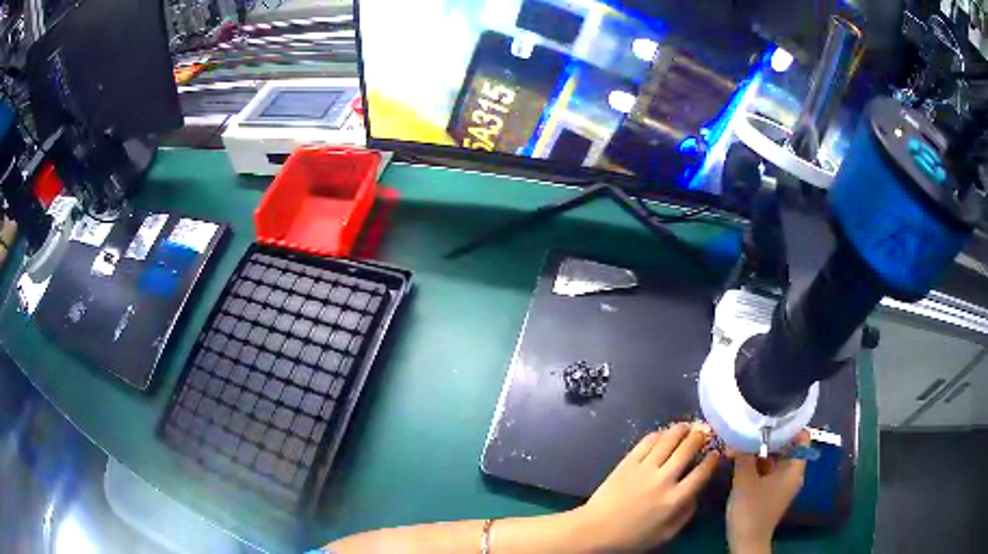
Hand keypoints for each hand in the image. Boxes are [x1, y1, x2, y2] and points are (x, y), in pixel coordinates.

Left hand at [572, 423, 718, 551]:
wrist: (596, 531)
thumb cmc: (633, 537)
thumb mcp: (667, 534)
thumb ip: (686, 513)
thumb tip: (697, 493)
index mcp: (676, 499)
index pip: (702, 472)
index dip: (713, 459)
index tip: (716, 453)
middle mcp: (664, 479)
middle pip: (688, 449)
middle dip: (700, 438)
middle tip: (704, 433)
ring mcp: (645, 468)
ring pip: (669, 439)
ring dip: (682, 430)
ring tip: (687, 426)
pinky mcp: (628, 462)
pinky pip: (647, 441)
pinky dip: (659, 434)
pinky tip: (664, 434)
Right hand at [726, 430, 809, 553]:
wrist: (746, 541)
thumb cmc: (751, 510)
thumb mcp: (745, 480)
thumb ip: (744, 455)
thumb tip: (739, 433)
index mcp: (795, 468)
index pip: (802, 436)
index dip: (789, 425)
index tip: (772, 416)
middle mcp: (793, 473)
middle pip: (787, 446)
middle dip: (769, 438)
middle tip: (750, 428)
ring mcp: (782, 484)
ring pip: (775, 459)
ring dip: (760, 452)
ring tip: (741, 442)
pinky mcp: (772, 492)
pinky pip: (768, 471)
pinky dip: (758, 464)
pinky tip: (741, 461)